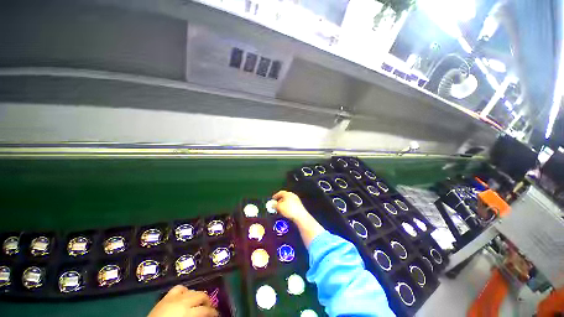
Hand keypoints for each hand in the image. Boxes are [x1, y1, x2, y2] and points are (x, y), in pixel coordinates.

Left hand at [148, 285, 217, 316]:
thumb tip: (206, 315)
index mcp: (187, 311)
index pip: (205, 310)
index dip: (213, 312)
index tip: (217, 315)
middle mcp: (182, 301)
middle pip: (201, 295)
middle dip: (207, 301)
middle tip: (210, 309)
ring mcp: (173, 297)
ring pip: (191, 290)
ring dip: (197, 295)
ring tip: (199, 303)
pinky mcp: (165, 297)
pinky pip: (178, 288)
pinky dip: (184, 291)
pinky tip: (186, 296)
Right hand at [272, 191, 308, 220]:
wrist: (300, 216)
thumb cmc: (289, 210)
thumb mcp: (279, 207)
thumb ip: (274, 205)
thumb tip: (272, 205)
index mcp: (287, 194)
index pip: (280, 192)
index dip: (276, 195)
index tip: (273, 198)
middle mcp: (292, 195)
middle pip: (284, 196)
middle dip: (279, 200)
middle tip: (276, 204)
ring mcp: (296, 200)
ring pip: (288, 200)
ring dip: (283, 204)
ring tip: (280, 209)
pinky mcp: (299, 205)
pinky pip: (291, 204)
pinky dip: (287, 206)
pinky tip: (286, 211)